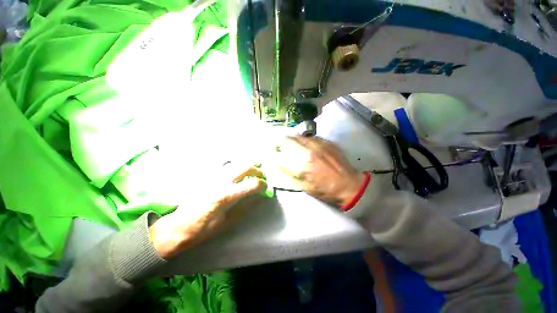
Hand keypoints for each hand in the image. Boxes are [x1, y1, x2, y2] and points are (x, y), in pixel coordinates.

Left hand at [148, 163, 266, 257]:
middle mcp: (221, 181)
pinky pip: (227, 166)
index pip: (252, 183)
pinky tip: (239, 173)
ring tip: (252, 172)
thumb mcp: (228, 221)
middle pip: (245, 167)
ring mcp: (214, 175)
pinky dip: (237, 167)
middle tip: (261, 177)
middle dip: (257, 171)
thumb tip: (260, 196)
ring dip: (247, 166)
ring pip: (236, 163)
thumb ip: (246, 206)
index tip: (265, 188)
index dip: (262, 185)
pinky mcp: (208, 175)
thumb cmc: (204, 228)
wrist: (179, 225)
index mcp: (227, 195)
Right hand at [277, 136, 365, 206]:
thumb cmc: (325, 190)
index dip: (275, 150)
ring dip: (293, 138)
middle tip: (280, 145)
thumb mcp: (304, 187)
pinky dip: (305, 140)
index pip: (283, 150)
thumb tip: (280, 165)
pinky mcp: (327, 142)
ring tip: (292, 143)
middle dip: (282, 141)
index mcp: (303, 162)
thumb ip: (290, 174)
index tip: (272, 151)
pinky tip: (306, 145)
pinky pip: (311, 137)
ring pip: (300, 135)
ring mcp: (319, 143)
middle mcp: (310, 149)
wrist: (349, 185)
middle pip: (290, 138)